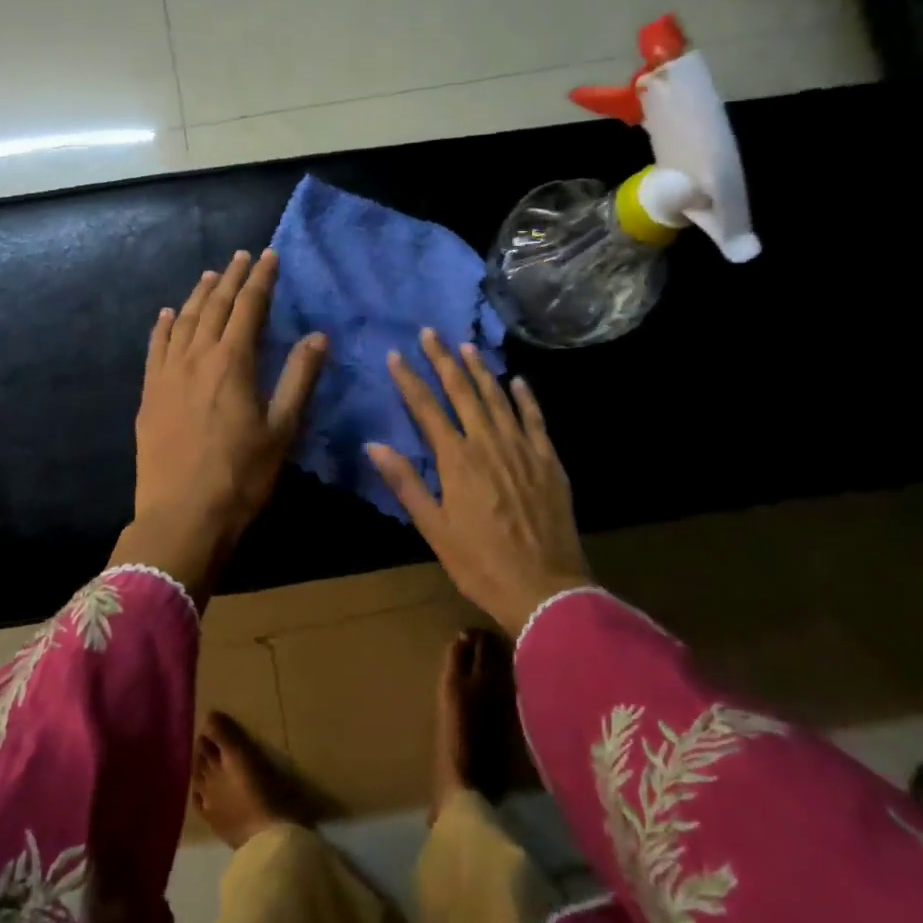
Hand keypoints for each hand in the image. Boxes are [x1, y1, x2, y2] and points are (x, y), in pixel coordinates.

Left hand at [113, 248, 325, 597]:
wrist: (182, 517)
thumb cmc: (241, 477)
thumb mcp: (282, 430)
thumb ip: (300, 378)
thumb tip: (318, 335)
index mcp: (233, 363)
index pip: (249, 307)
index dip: (261, 280)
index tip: (269, 256)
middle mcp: (197, 358)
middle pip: (216, 306)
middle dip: (232, 278)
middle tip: (242, 256)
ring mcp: (168, 374)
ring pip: (185, 321)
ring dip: (200, 295)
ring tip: (211, 276)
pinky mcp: (150, 394)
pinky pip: (156, 348)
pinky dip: (164, 326)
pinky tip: (169, 315)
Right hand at [366, 328, 591, 636]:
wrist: (546, 589)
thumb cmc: (480, 564)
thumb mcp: (434, 529)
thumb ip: (406, 483)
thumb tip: (374, 445)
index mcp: (457, 460)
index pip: (427, 408)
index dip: (409, 380)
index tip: (395, 355)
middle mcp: (489, 443)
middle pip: (462, 391)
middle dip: (443, 359)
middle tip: (430, 332)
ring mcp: (522, 448)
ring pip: (498, 397)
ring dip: (480, 370)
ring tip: (466, 346)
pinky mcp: (548, 460)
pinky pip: (535, 418)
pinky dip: (525, 397)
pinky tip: (517, 380)